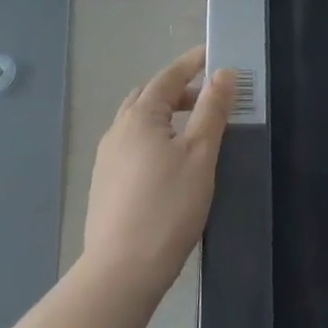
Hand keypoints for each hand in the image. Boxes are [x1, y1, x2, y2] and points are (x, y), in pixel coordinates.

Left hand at [83, 48, 236, 293]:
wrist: (120, 272)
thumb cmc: (168, 207)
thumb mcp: (200, 154)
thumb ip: (212, 110)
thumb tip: (223, 72)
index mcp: (140, 116)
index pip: (168, 76)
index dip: (191, 63)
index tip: (213, 54)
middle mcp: (118, 129)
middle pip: (149, 96)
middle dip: (178, 89)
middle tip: (208, 96)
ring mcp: (106, 158)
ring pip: (137, 121)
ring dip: (164, 114)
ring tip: (192, 129)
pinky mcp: (103, 184)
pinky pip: (130, 144)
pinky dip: (152, 137)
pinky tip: (168, 162)